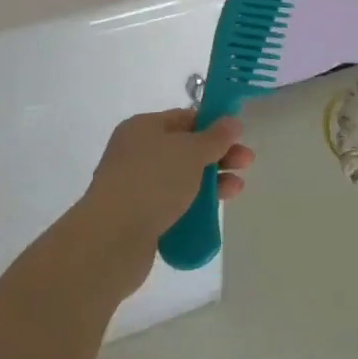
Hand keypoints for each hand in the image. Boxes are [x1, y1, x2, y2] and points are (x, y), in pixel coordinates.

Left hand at [75, 109, 254, 279]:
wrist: (111, 240)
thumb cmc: (153, 182)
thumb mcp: (191, 152)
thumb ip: (215, 137)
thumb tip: (232, 121)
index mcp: (143, 127)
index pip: (185, 118)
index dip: (214, 125)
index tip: (239, 136)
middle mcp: (136, 152)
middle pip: (185, 149)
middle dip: (217, 156)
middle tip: (246, 164)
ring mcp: (134, 186)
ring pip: (180, 178)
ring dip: (210, 182)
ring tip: (236, 191)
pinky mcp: (136, 217)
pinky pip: (171, 205)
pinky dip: (192, 206)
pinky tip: (211, 214)